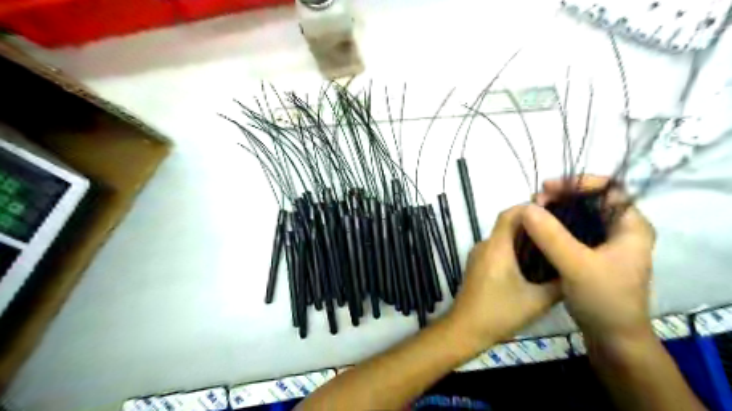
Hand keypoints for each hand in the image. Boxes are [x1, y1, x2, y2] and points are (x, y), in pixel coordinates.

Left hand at [447, 203, 561, 347]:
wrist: (465, 329)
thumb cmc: (500, 313)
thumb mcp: (537, 301)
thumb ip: (559, 283)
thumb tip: (575, 269)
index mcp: (496, 247)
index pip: (510, 214)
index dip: (531, 208)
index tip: (555, 211)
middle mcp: (484, 245)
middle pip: (508, 224)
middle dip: (532, 224)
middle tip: (559, 230)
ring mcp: (478, 255)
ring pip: (503, 237)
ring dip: (524, 238)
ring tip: (550, 245)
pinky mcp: (477, 265)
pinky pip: (497, 249)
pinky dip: (514, 249)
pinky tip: (533, 263)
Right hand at [524, 177, 654, 346]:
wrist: (612, 338)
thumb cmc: (604, 300)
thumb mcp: (577, 266)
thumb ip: (552, 236)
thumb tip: (526, 207)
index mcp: (631, 226)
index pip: (610, 188)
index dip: (578, 182)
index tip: (548, 188)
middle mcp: (620, 230)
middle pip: (590, 199)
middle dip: (561, 196)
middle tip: (534, 202)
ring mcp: (604, 242)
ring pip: (578, 215)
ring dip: (554, 211)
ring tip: (531, 214)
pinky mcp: (590, 254)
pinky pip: (570, 230)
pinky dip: (553, 226)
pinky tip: (536, 229)